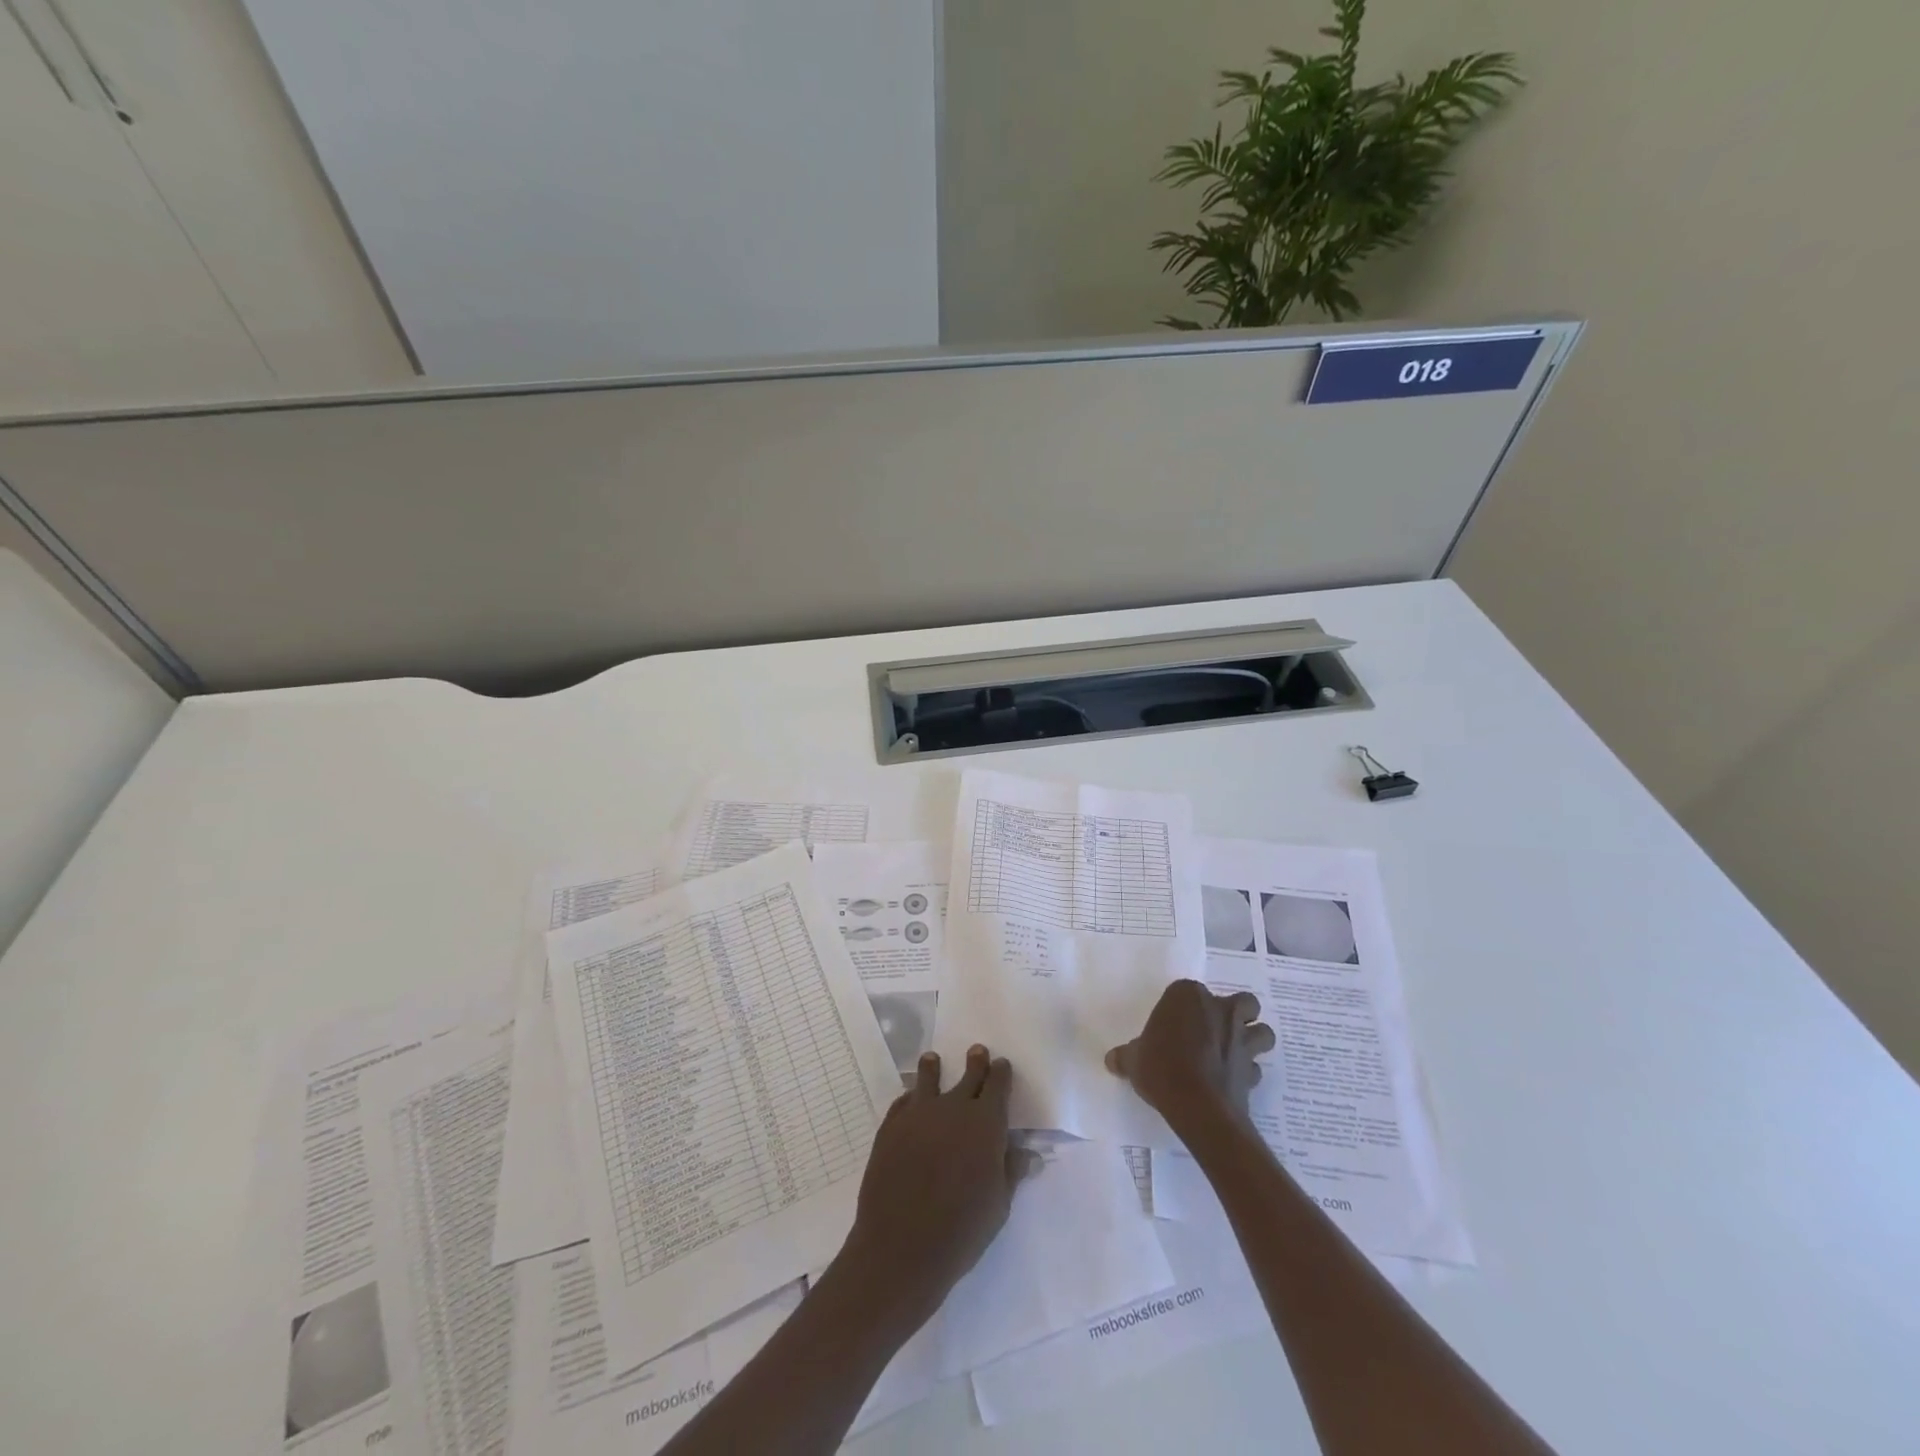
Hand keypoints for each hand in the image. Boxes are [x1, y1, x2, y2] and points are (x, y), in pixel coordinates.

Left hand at [840, 1045, 1034, 1331]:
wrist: (901, 1246)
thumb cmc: (961, 1231)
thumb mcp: (998, 1205)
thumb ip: (1011, 1171)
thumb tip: (1029, 1153)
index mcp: (985, 1123)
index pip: (997, 1086)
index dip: (1001, 1073)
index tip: (1002, 1064)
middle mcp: (953, 1108)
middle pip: (968, 1075)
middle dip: (976, 1062)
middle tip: (977, 1051)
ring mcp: (918, 1114)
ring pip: (928, 1079)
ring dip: (934, 1068)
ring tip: (932, 1059)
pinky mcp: (890, 1127)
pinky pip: (903, 1102)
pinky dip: (910, 1098)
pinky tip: (909, 1100)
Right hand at [1106, 980, 1274, 1133]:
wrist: (1196, 1104)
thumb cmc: (1161, 1067)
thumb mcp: (1133, 1060)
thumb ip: (1126, 1056)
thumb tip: (1111, 1059)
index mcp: (1188, 996)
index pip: (1188, 990)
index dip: (1184, 1006)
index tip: (1175, 1022)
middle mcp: (1221, 1010)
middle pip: (1242, 1003)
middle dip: (1237, 1013)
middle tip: (1218, 1028)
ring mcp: (1241, 1039)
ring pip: (1262, 1031)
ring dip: (1254, 1039)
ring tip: (1236, 1051)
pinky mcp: (1252, 1070)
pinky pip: (1255, 1067)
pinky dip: (1248, 1072)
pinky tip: (1234, 1081)